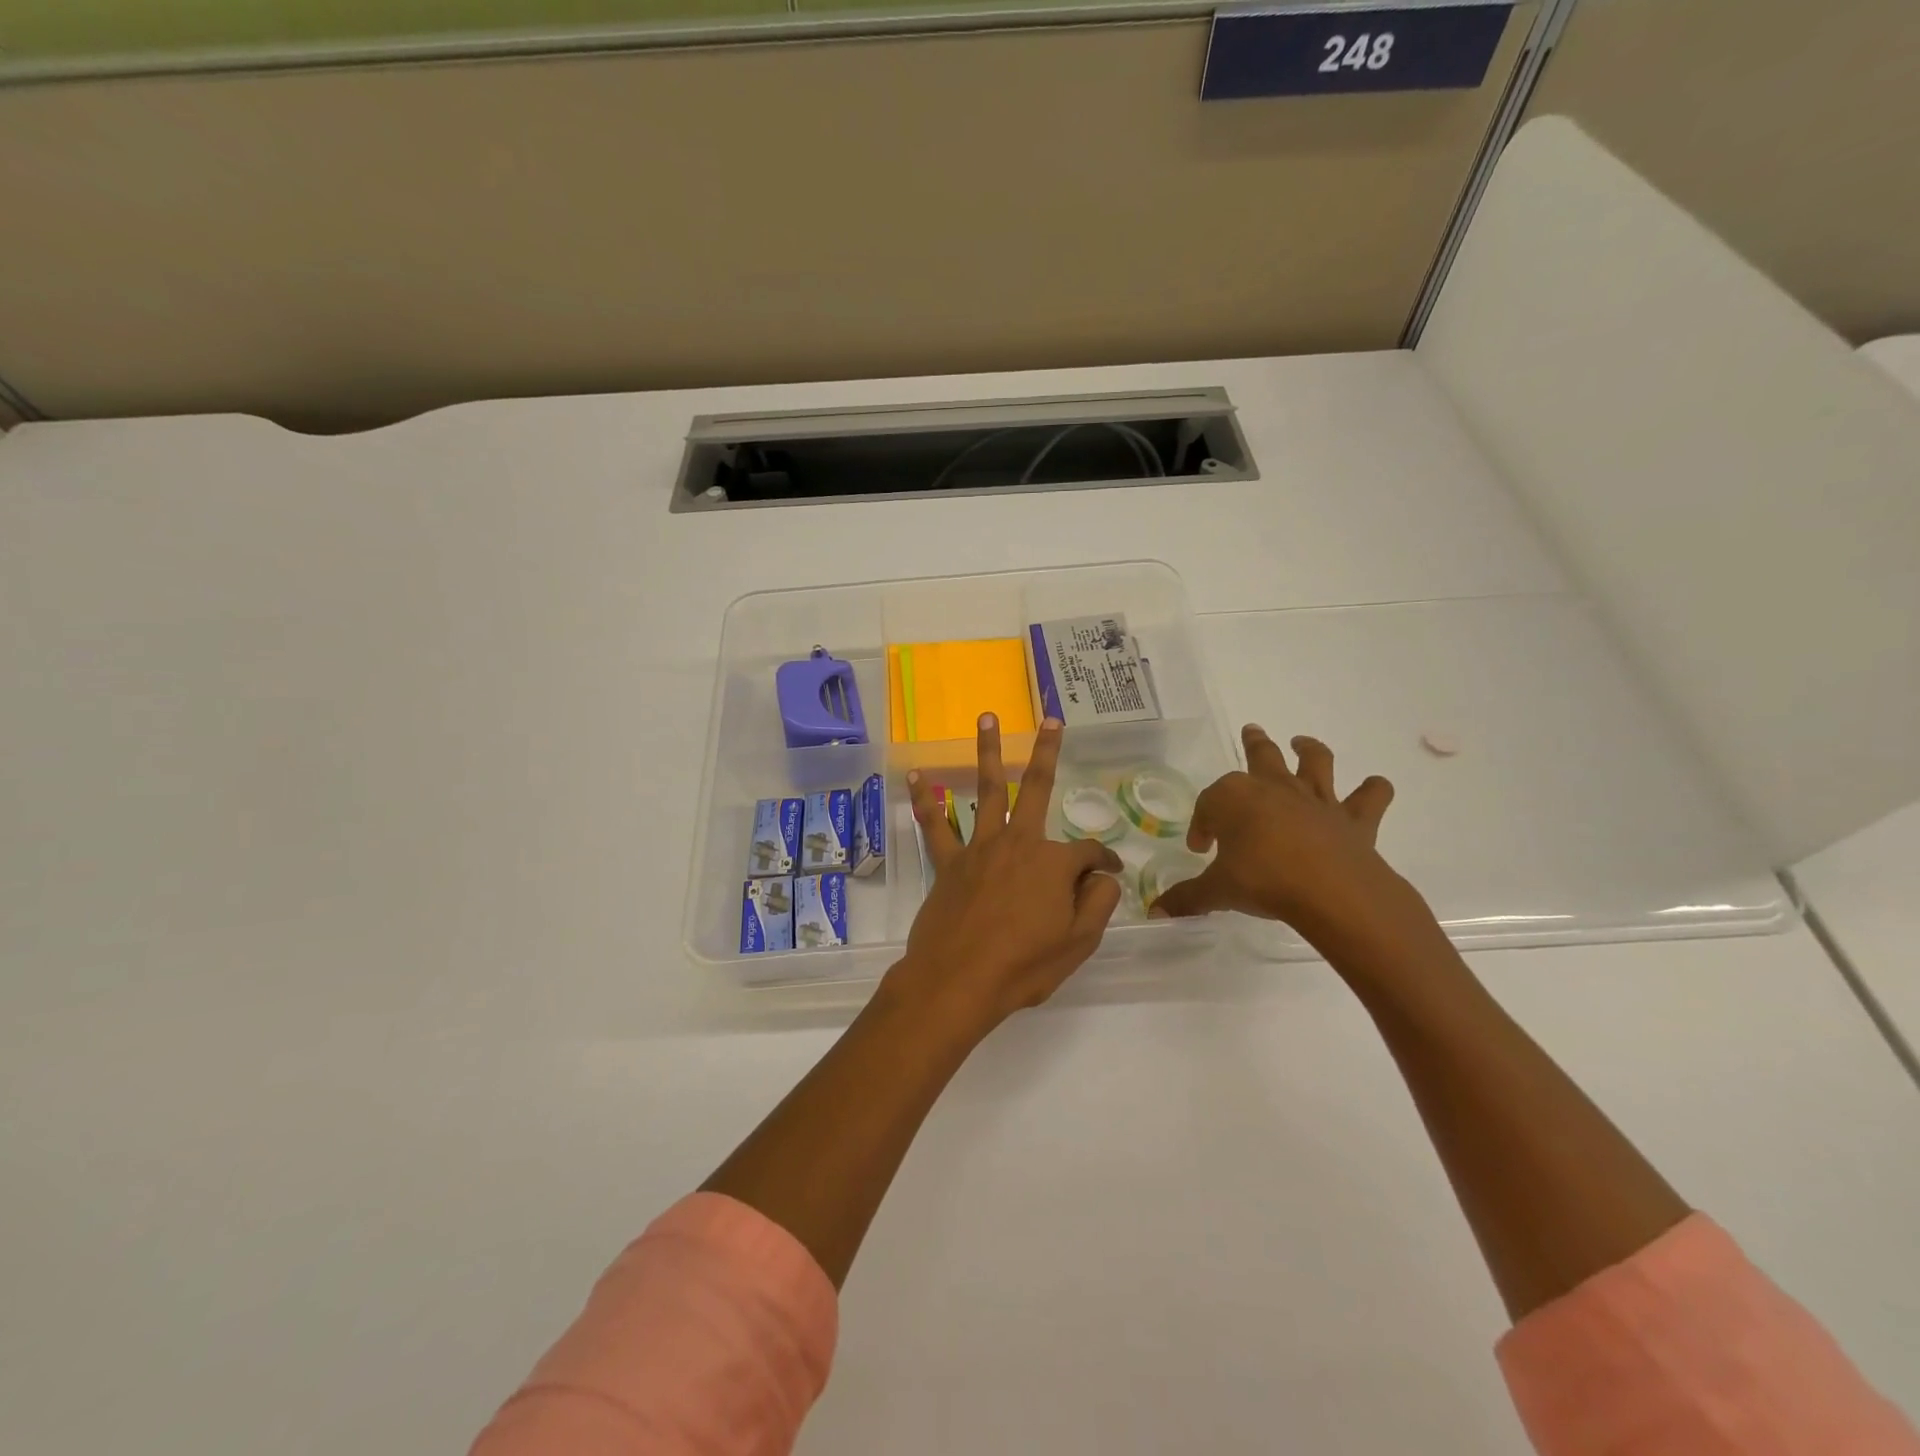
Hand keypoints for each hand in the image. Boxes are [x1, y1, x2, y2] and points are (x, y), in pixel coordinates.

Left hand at [887, 714, 1123, 1034]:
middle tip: (1051, 720)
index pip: (1089, 854)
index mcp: (1054, 863)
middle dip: (1047, 751)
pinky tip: (917, 775)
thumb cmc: (1023, 966)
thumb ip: (1097, 903)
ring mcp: (979, 848)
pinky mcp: (948, 863)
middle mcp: (1018, 842)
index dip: (1104, 864)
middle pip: (1037, 788)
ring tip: (987, 718)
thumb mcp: (1079, 943)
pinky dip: (925, 800)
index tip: (1110, 875)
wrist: (957, 982)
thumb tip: (1104, 877)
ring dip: (988, 752)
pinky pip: (936, 825)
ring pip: (987, 790)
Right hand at [1153, 726, 1423, 947]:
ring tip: (1302, 743)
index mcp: (1234, 799)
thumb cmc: (1263, 881)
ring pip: (1314, 761)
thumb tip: (1157, 911)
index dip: (1202, 824)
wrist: (1331, 891)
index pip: (1209, 805)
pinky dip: (1374, 790)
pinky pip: (1371, 796)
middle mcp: (1274, 788)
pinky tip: (1374, 787)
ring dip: (1309, 749)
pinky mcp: (1354, 819)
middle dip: (1254, 743)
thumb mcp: (1218, 891)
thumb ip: (1188, 898)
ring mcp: (1317, 799)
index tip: (1201, 848)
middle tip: (1251, 731)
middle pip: (1261, 756)